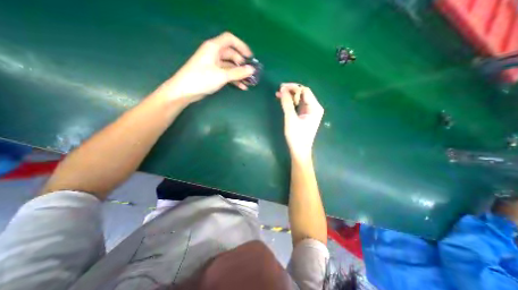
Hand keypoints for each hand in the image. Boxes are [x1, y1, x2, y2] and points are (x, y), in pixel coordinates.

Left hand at [152, 32, 255, 103]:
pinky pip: (227, 74)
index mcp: (214, 48)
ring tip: (249, 82)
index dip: (241, 46)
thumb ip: (237, 73)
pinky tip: (242, 87)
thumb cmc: (201, 79)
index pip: (230, 40)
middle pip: (232, 54)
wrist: (185, 91)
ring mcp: (214, 65)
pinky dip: (234, 79)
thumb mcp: (221, 75)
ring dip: (239, 73)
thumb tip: (252, 69)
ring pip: (230, 66)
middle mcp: (214, 54)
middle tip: (250, 73)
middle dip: (242, 64)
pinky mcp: (213, 74)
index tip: (250, 57)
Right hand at [274, 83, 322, 160]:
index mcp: (315, 107)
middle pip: (303, 93)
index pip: (305, 91)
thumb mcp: (290, 119)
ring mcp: (310, 112)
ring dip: (290, 96)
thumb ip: (287, 103)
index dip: (293, 87)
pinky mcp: (305, 116)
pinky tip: (283, 101)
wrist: (299, 151)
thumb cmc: (296, 136)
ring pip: (300, 99)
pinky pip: (298, 105)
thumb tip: (282, 90)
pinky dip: (291, 102)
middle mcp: (314, 108)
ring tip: (278, 94)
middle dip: (291, 91)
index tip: (281, 87)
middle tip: (279, 90)